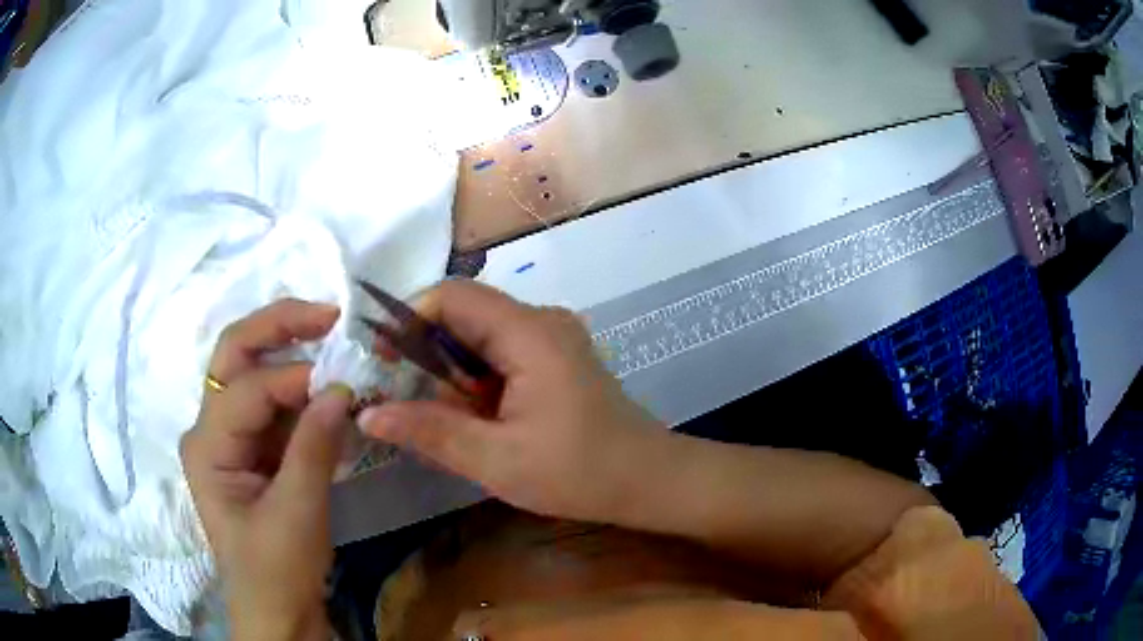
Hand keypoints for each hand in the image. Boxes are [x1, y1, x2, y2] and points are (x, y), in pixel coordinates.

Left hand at [180, 299, 352, 640]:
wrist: (277, 611)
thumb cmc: (276, 571)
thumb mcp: (297, 514)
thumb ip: (314, 447)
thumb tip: (342, 388)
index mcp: (206, 445)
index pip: (248, 391)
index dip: (295, 380)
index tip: (345, 383)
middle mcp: (211, 428)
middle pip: (235, 357)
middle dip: (278, 327)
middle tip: (328, 314)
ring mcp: (232, 437)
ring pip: (256, 375)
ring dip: (294, 356)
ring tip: (335, 344)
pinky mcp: (255, 450)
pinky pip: (276, 407)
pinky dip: (304, 394)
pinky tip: (331, 392)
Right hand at [357, 280, 666, 523]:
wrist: (648, 481)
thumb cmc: (578, 472)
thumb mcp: (496, 460)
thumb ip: (430, 431)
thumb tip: (368, 413)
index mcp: (529, 333)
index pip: (452, 296)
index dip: (409, 319)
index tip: (383, 360)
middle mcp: (542, 321)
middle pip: (465, 314)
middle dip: (427, 353)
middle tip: (403, 398)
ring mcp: (552, 338)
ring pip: (480, 337)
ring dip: (452, 373)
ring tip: (442, 418)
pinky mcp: (556, 358)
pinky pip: (501, 354)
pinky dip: (476, 381)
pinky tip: (476, 419)